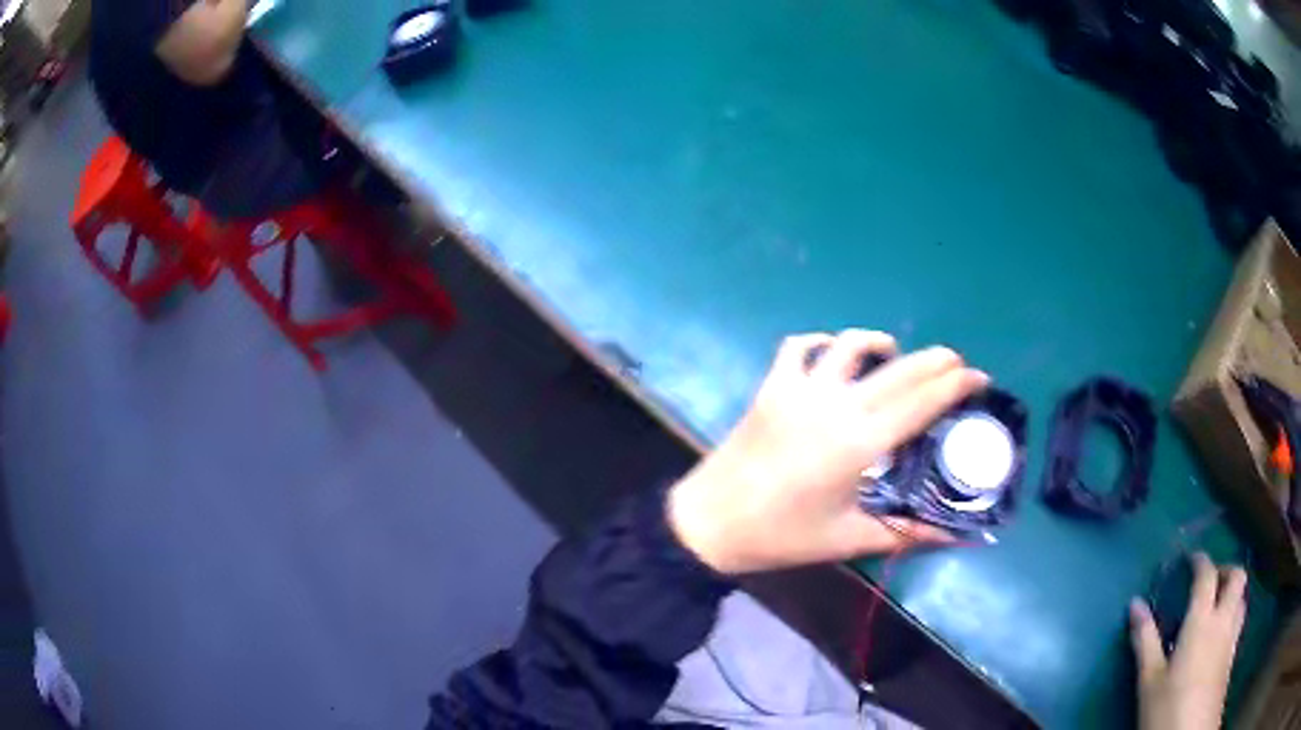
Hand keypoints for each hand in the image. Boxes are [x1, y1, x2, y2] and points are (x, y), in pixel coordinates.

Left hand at [667, 329, 989, 574]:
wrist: (711, 523)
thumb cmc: (782, 536)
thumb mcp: (849, 539)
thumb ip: (907, 532)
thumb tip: (954, 534)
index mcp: (859, 443)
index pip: (921, 402)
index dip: (955, 385)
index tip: (979, 377)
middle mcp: (835, 404)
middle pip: (898, 369)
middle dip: (935, 360)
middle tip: (957, 364)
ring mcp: (799, 389)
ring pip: (849, 345)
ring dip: (880, 343)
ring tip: (897, 355)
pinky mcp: (770, 386)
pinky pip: (798, 347)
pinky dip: (821, 343)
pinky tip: (833, 355)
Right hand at [1130, 553, 1246, 729]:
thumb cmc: (1169, 707)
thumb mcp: (1150, 681)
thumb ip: (1145, 641)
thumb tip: (1135, 603)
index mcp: (1201, 621)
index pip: (1207, 576)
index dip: (1201, 562)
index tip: (1191, 559)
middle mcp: (1223, 619)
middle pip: (1236, 577)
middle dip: (1226, 571)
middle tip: (1210, 580)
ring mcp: (1232, 635)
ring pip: (1242, 596)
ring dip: (1233, 592)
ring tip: (1219, 604)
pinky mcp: (1233, 653)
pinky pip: (1240, 619)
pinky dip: (1234, 613)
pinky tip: (1222, 633)